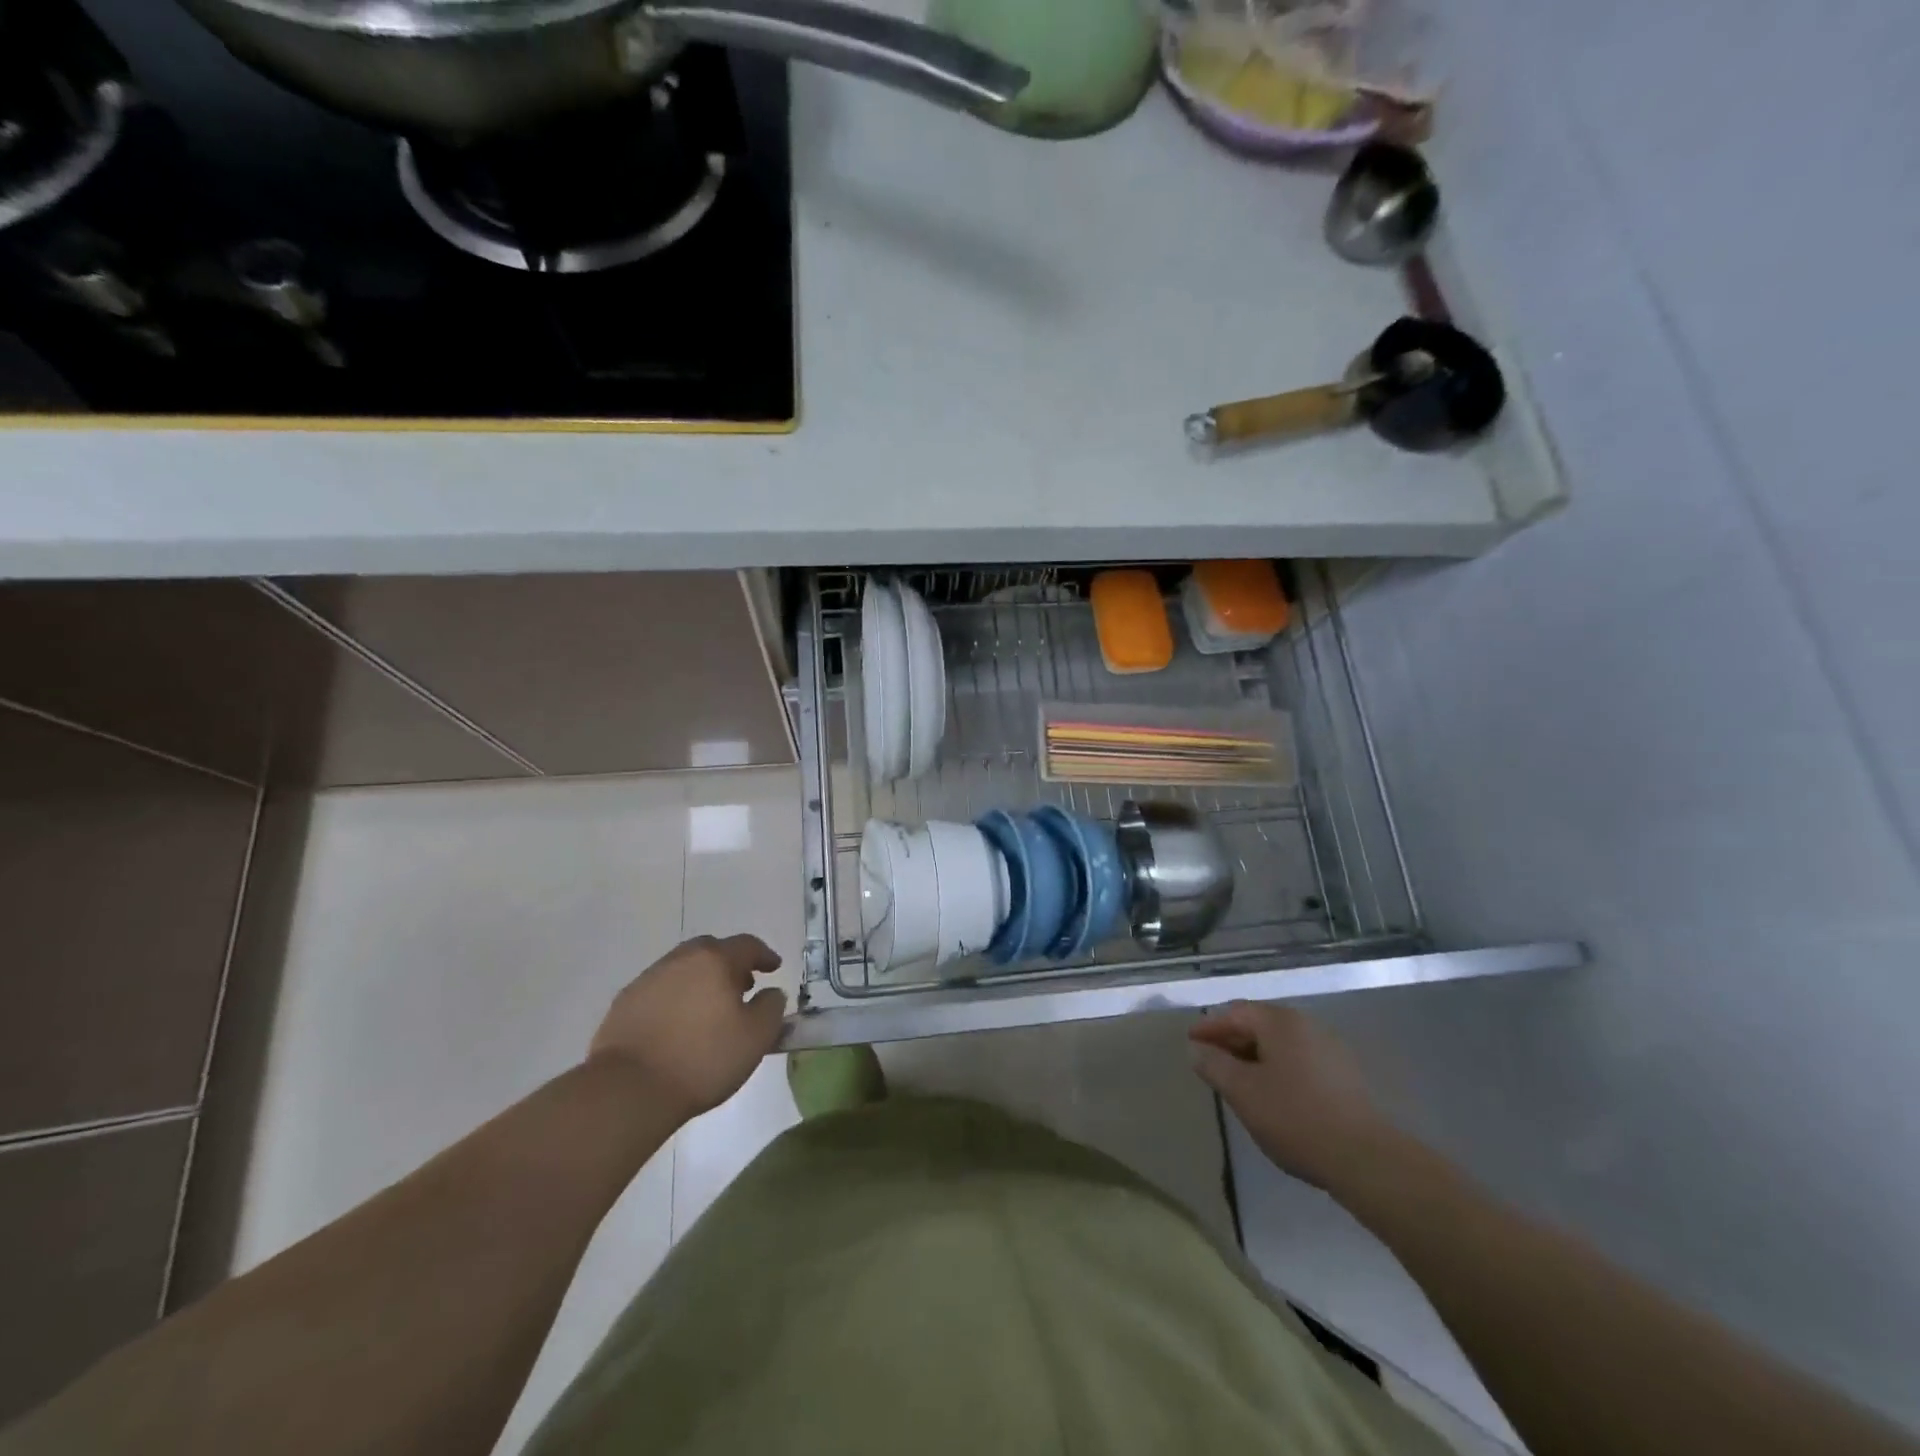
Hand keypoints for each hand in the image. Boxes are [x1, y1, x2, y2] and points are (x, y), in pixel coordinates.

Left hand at [590, 935, 786, 1120]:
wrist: (628, 1089)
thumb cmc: (702, 1059)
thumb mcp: (756, 1037)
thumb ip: (772, 1007)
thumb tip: (771, 993)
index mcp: (715, 960)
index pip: (747, 945)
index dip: (764, 955)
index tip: (773, 968)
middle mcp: (681, 960)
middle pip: (711, 950)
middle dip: (730, 964)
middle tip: (741, 987)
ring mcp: (648, 979)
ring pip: (683, 968)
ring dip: (701, 980)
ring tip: (709, 1008)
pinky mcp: (624, 1003)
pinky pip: (660, 990)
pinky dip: (675, 998)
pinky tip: (677, 1025)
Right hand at [1189, 1002, 1390, 1190]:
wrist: (1365, 1159)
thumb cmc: (1295, 1117)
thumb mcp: (1243, 1092)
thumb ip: (1214, 1065)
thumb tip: (1197, 1050)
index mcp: (1280, 1022)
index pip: (1235, 1013)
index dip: (1209, 1027)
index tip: (1191, 1043)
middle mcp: (1306, 1025)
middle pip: (1259, 1024)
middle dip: (1232, 1040)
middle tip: (1211, 1061)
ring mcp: (1330, 1049)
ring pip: (1281, 1043)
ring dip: (1255, 1055)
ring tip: (1238, 1080)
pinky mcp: (1345, 1075)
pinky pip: (1300, 1060)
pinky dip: (1278, 1068)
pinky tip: (1273, 1093)